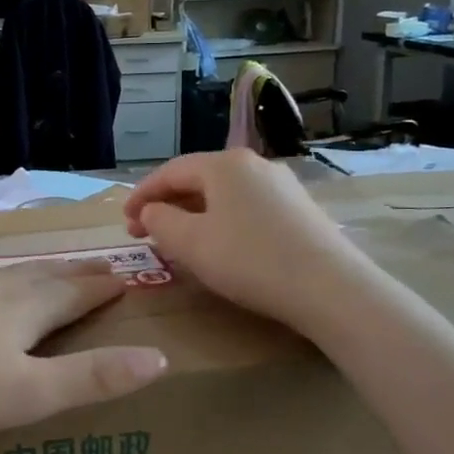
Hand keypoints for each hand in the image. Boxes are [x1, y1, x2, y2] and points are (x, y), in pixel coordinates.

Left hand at [0, 261, 167, 435]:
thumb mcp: (30, 394)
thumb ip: (92, 378)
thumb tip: (158, 358)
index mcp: (27, 309)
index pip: (78, 293)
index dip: (104, 287)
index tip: (127, 277)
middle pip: (45, 275)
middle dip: (76, 272)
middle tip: (99, 265)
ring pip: (6, 272)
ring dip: (35, 271)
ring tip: (47, 271)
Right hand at [124, 150, 345, 333]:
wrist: (331, 288)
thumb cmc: (250, 260)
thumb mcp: (191, 243)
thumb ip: (160, 220)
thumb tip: (152, 210)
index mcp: (224, 164)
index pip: (170, 172)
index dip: (141, 195)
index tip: (123, 221)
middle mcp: (254, 164)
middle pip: (198, 179)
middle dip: (167, 204)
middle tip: (144, 232)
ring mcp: (282, 185)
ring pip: (224, 194)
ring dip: (194, 214)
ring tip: (178, 240)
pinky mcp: (300, 210)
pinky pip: (248, 207)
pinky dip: (223, 221)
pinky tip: (221, 245)